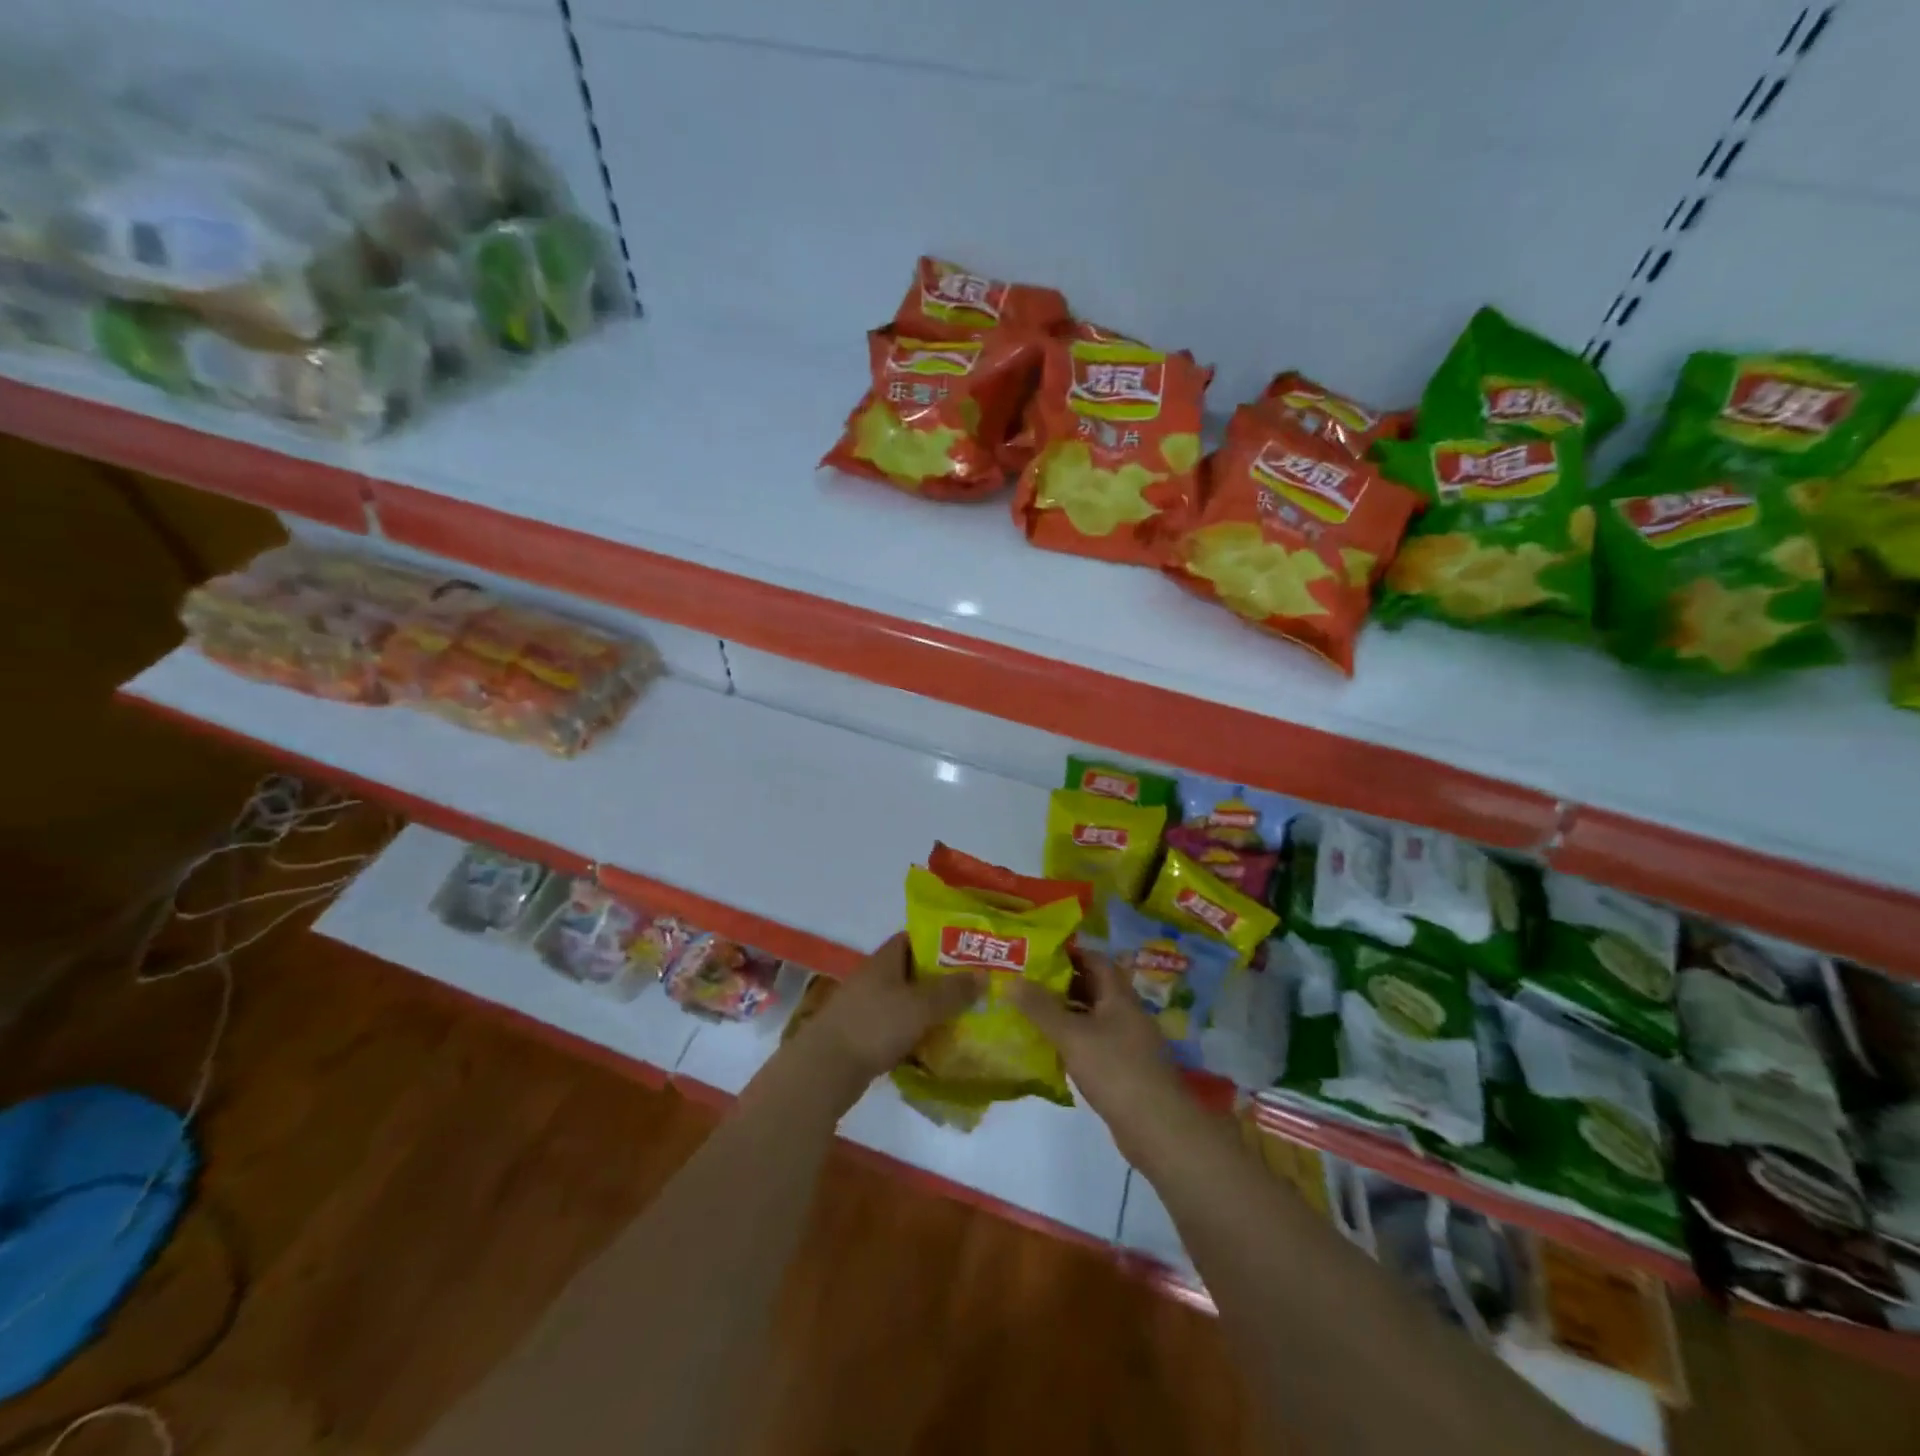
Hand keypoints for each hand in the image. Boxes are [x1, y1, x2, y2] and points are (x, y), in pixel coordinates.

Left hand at [797, 932, 981, 1092]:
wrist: (824, 1070)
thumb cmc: (874, 1026)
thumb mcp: (920, 1006)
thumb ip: (952, 991)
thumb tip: (983, 976)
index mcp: (885, 960)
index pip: (914, 938)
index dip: (941, 941)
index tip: (970, 951)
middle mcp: (875, 979)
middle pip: (914, 972)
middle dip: (943, 979)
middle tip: (976, 988)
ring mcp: (867, 1008)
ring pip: (907, 1002)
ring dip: (931, 1010)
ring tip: (966, 1017)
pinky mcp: (864, 1037)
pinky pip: (898, 1028)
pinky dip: (917, 1034)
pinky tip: (939, 1046)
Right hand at [1008, 951, 1197, 1163]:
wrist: (1158, 1127)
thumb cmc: (1115, 1069)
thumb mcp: (1072, 1035)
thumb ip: (1041, 1008)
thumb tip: (1011, 980)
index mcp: (1119, 996)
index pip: (1095, 960)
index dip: (1068, 953)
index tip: (1038, 955)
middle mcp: (1126, 1013)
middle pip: (1094, 987)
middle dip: (1062, 983)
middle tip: (1027, 983)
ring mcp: (1128, 1042)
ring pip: (1093, 1017)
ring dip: (1067, 1013)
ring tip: (1032, 1013)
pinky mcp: (1125, 1068)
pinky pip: (1096, 1042)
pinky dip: (1075, 1040)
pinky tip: (1052, 1048)